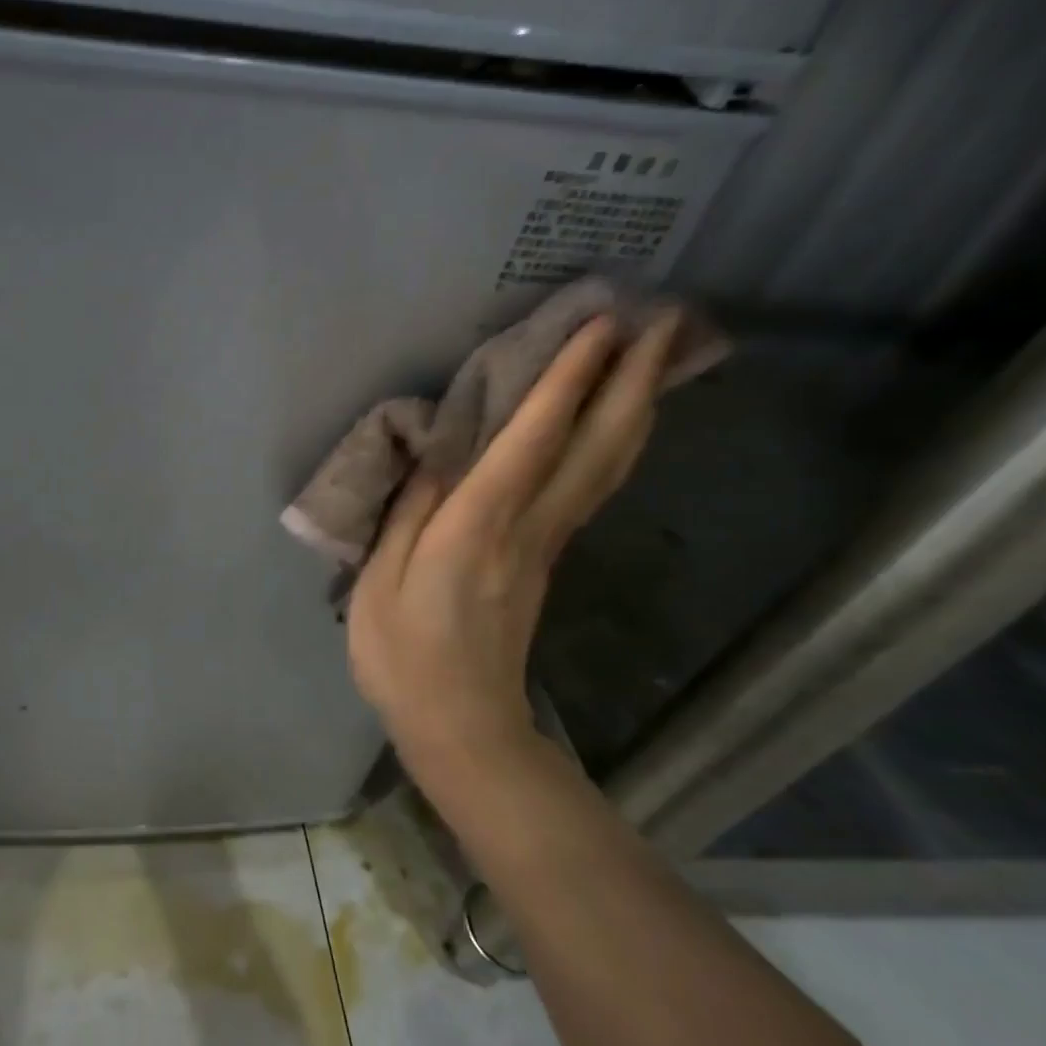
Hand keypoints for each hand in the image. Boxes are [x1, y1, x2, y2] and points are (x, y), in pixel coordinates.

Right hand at [347, 311, 684, 790]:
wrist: (460, 725)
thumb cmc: (403, 655)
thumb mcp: (380, 582)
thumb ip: (409, 514)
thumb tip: (438, 458)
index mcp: (479, 528)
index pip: (532, 440)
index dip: (566, 381)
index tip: (600, 325)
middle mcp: (527, 528)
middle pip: (596, 446)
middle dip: (632, 380)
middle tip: (666, 319)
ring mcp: (546, 545)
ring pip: (607, 467)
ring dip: (636, 407)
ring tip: (659, 357)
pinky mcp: (547, 560)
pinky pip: (592, 488)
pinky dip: (615, 446)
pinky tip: (620, 426)